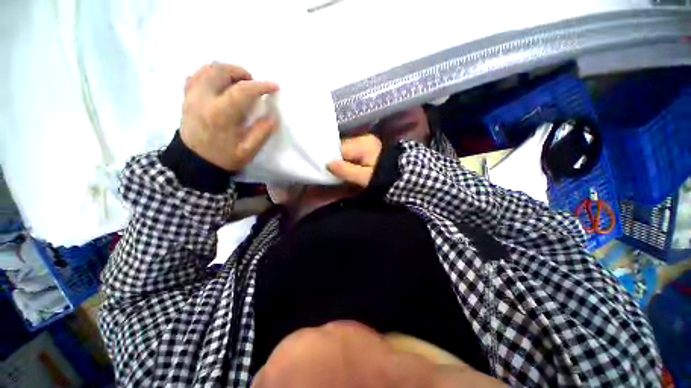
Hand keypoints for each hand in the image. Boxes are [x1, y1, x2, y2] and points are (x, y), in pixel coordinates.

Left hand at [180, 62, 279, 170]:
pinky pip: (197, 75)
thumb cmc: (224, 157)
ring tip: (238, 82)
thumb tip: (272, 115)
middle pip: (220, 70)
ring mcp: (191, 95)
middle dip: (241, 72)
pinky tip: (221, 84)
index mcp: (220, 114)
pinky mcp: (186, 97)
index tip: (274, 86)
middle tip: (252, 83)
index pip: (242, 90)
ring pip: (207, 68)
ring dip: (226, 71)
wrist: (195, 162)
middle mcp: (203, 98)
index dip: (261, 86)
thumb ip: (262, 132)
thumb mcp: (248, 150)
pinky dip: (211, 74)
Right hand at [327, 134, 381, 186]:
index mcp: (363, 144)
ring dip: (341, 161)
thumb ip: (346, 170)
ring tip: (337, 172)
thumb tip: (328, 163)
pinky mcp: (367, 149)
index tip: (324, 169)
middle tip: (330, 173)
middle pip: (341, 149)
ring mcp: (365, 143)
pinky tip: (346, 168)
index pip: (340, 149)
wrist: (404, 177)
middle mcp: (363, 139)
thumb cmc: (383, 178)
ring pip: (345, 151)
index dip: (330, 159)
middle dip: (335, 160)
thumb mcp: (364, 177)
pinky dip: (347, 161)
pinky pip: (351, 153)